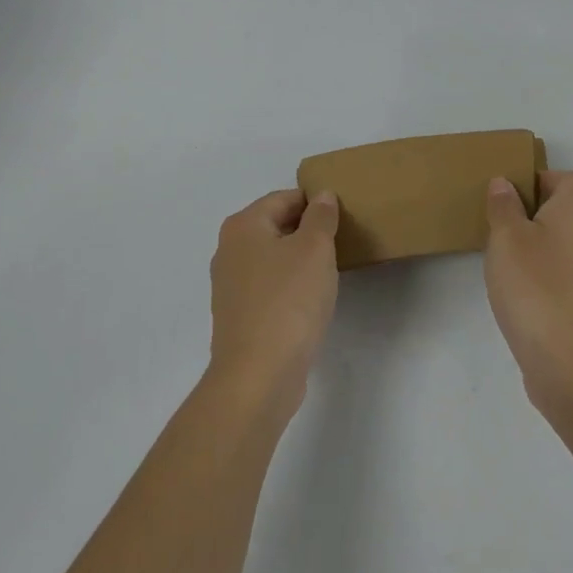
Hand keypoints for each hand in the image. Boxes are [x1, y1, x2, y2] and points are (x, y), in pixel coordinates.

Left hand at [209, 189, 340, 413]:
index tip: (343, 216)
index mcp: (243, 226)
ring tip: (330, 270)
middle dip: (307, 231)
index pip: (284, 198)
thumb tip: (321, 196)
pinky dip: (290, 287)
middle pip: (275, 226)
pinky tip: (311, 300)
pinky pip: (269, 287)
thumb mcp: (315, 249)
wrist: (259, 376)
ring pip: (272, 258)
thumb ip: (321, 217)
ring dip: (299, 260)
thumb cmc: (289, 301)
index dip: (315, 203)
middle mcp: (229, 250)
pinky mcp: (238, 316)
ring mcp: (230, 286)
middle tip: (341, 241)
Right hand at [484, 170, 572, 420]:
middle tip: (502, 223)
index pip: (571, 179)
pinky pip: (564, 271)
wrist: (569, 362)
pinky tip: (518, 288)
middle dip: (536, 211)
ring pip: (565, 241)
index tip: (512, 194)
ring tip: (504, 256)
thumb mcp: (506, 238)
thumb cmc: (535, 287)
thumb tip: (504, 183)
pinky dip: (544, 271)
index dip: (543, 178)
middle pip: (568, 209)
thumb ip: (504, 207)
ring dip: (538, 242)